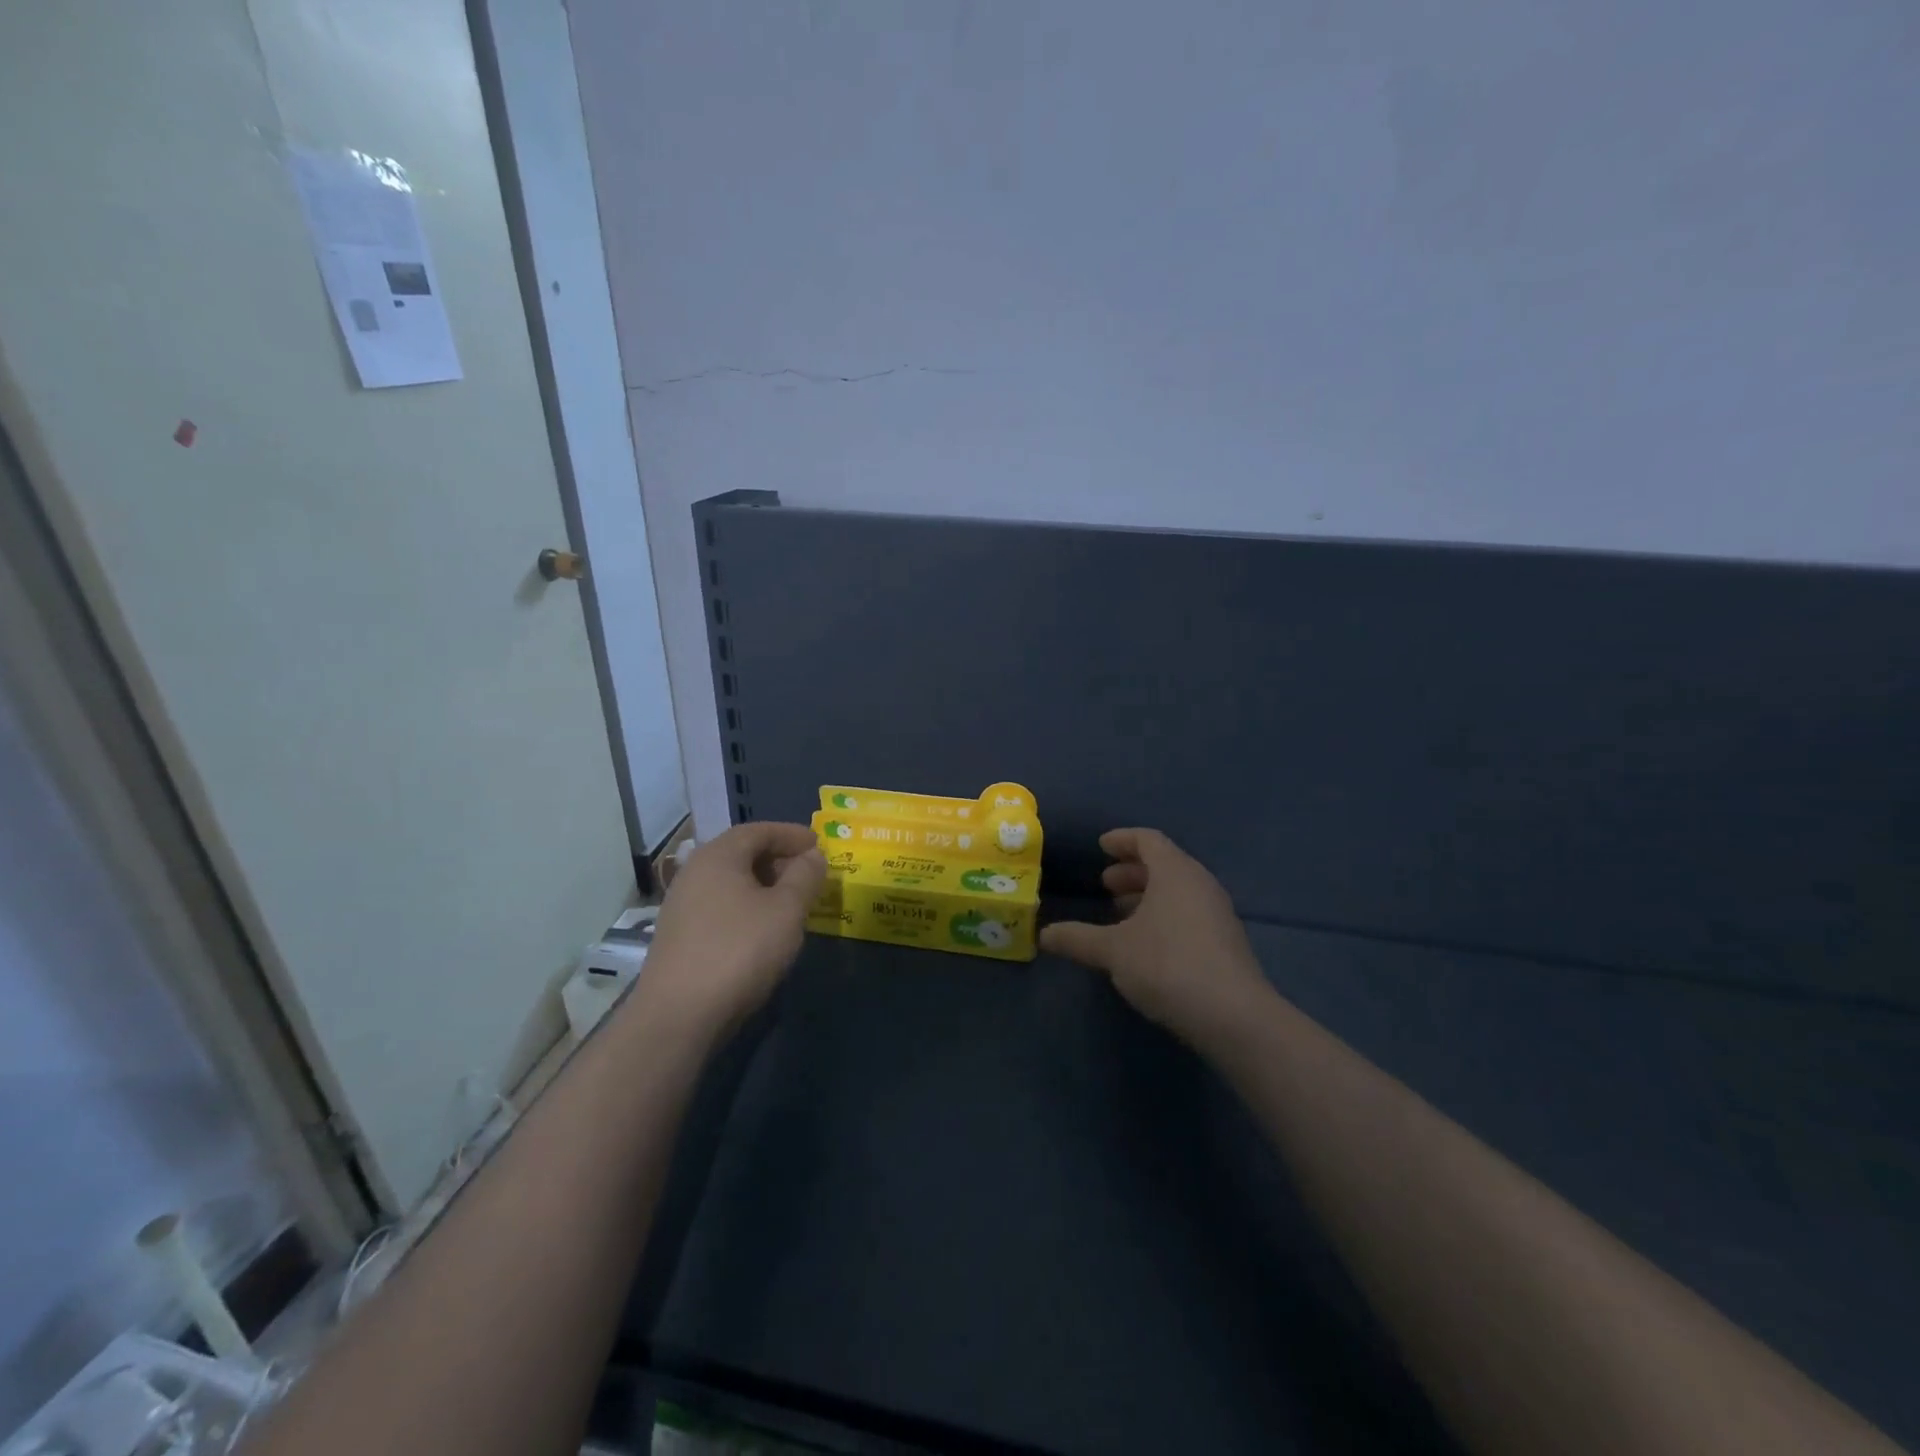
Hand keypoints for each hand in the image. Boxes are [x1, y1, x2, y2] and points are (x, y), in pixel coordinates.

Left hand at [635, 822, 825, 1042]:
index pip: (758, 830)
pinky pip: (720, 907)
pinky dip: (747, 908)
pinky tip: (763, 931)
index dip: (791, 834)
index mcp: (718, 856)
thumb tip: (813, 855)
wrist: (678, 1016)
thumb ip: (804, 877)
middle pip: (742, 854)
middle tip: (809, 875)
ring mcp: (682, 906)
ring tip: (792, 904)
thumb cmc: (739, 951)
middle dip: (778, 860)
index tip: (818, 845)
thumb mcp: (786, 911)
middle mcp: (694, 872)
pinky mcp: (679, 937)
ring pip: (731, 883)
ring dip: (764, 886)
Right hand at [1039, 828, 1271, 1049]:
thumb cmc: (1167, 965)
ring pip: (1178, 891)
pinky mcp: (1225, 942)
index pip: (1148, 840)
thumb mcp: (1113, 950)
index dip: (1122, 840)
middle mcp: (1200, 884)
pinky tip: (1146, 943)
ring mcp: (1218, 913)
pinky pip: (1189, 913)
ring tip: (1121, 914)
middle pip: (1165, 864)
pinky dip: (1164, 915)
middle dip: (1132, 871)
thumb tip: (1044, 934)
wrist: (1233, 1016)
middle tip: (1106, 885)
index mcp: (1175, 872)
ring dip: (1148, 896)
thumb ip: (1077, 938)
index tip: (1101, 847)